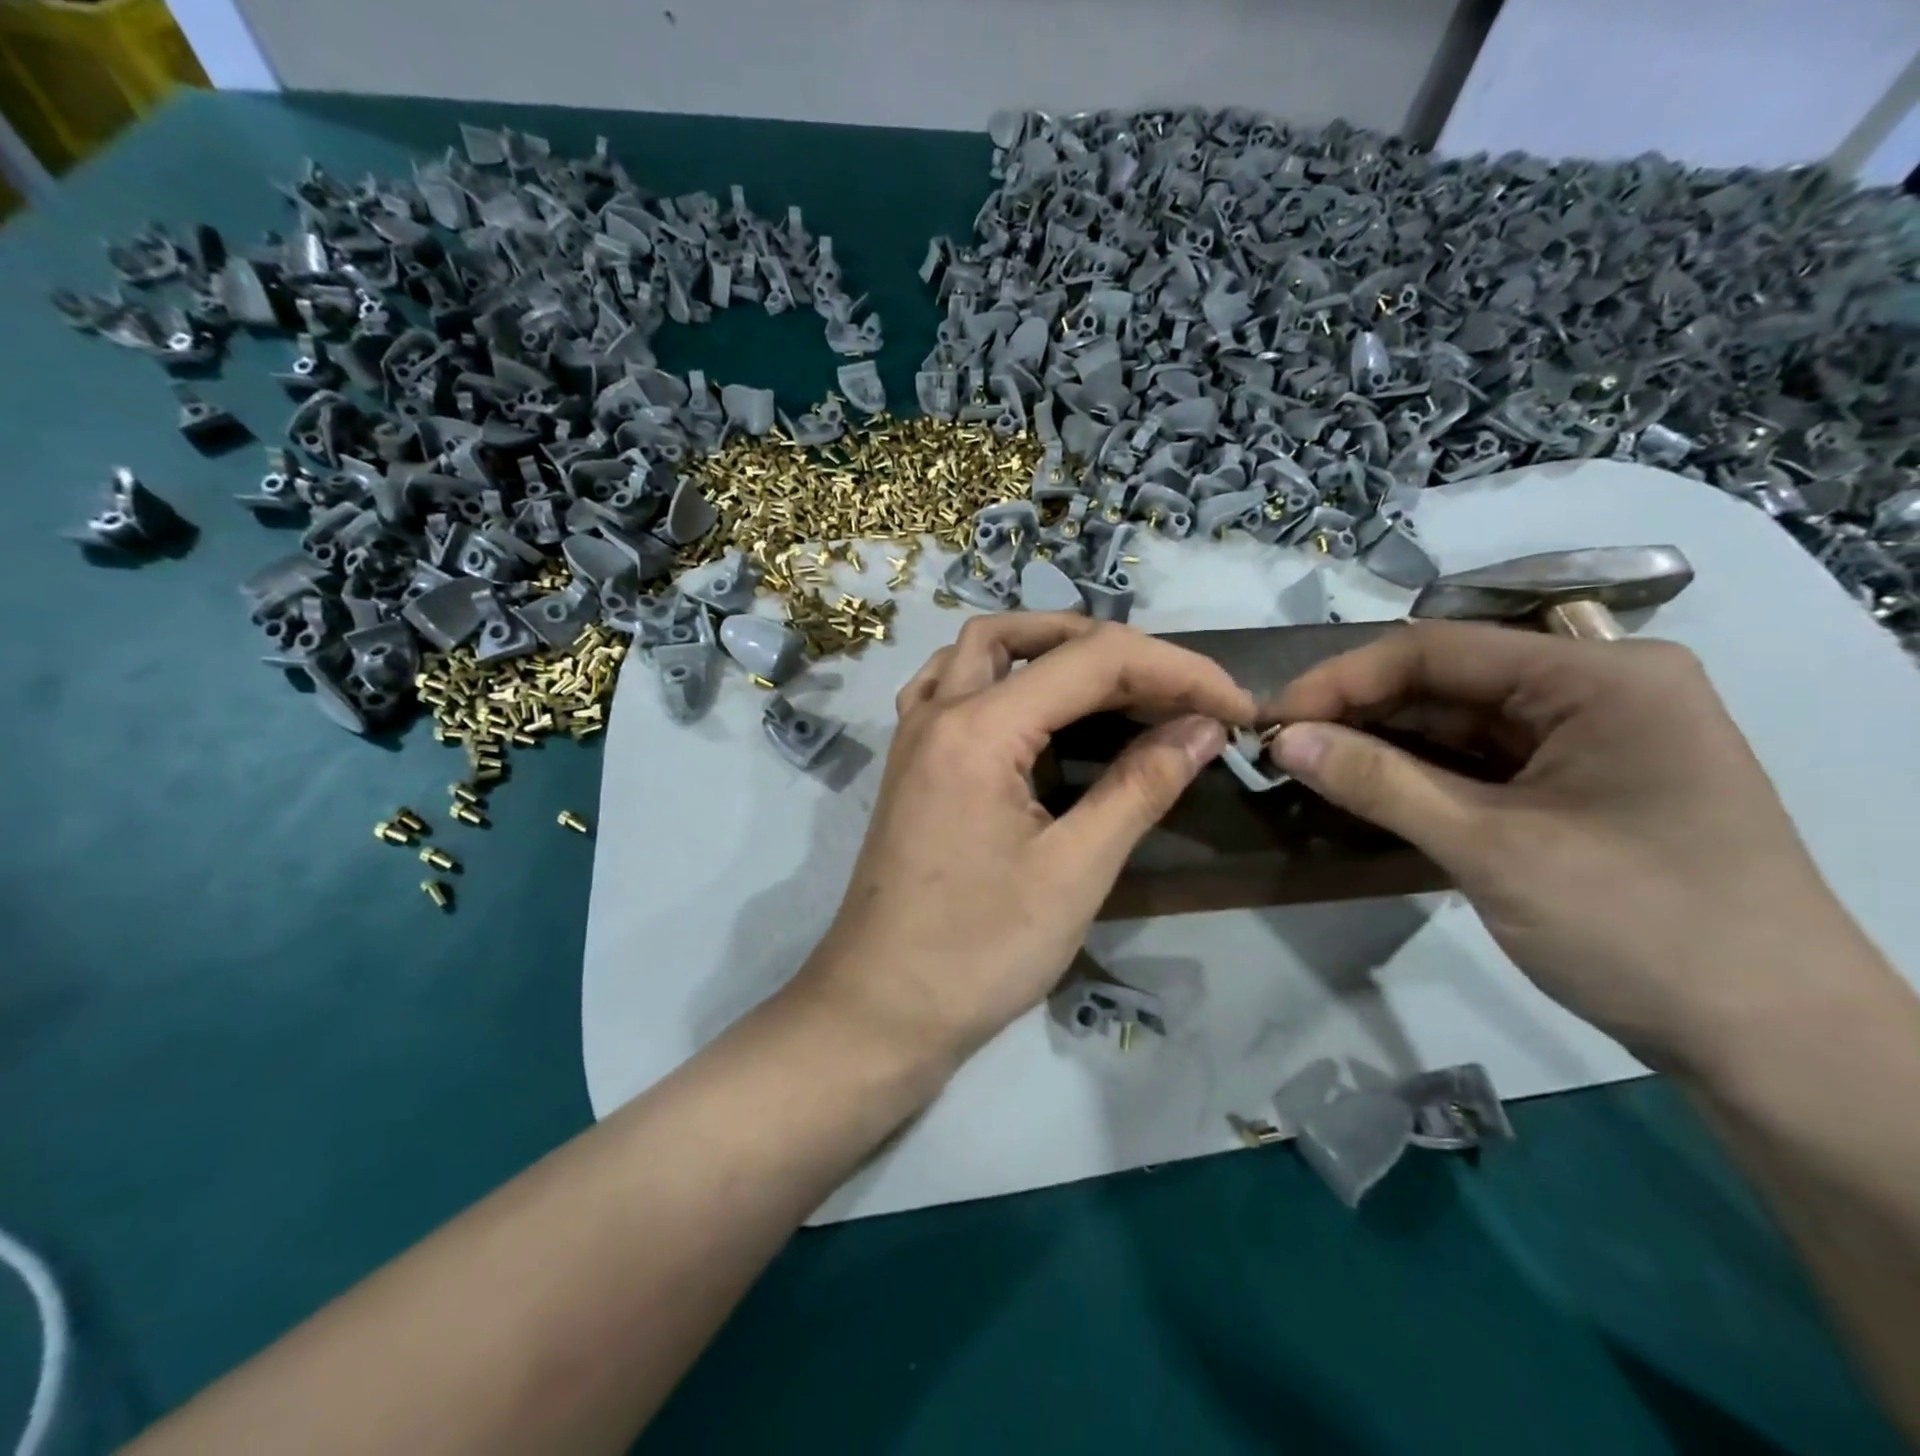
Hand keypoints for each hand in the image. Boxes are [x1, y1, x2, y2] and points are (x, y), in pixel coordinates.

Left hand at [796, 614, 1253, 1067]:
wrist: (881, 1010)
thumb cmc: (979, 952)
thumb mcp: (1075, 872)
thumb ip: (1141, 786)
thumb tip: (1204, 727)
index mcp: (978, 729)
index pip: (1093, 661)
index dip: (1178, 672)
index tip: (1236, 709)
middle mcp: (939, 712)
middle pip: (1032, 640)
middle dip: (1118, 651)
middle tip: (1178, 692)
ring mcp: (914, 735)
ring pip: (981, 649)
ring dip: (1050, 647)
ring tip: (1114, 679)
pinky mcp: (910, 763)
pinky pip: (951, 686)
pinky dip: (1001, 675)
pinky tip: (1031, 706)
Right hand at [1265, 622, 1877, 1069]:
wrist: (1775, 1047)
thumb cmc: (1642, 928)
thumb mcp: (1492, 850)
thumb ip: (1380, 784)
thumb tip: (1283, 740)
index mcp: (1599, 678)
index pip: (1437, 651)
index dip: (1341, 680)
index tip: (1270, 720)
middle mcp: (1597, 691)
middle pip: (1446, 683)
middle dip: (1358, 714)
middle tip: (1280, 749)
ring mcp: (1590, 741)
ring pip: (1457, 724)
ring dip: (1381, 746)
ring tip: (1307, 768)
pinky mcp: (1577, 787)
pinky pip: (1478, 764)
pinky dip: (1418, 777)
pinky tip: (1364, 790)